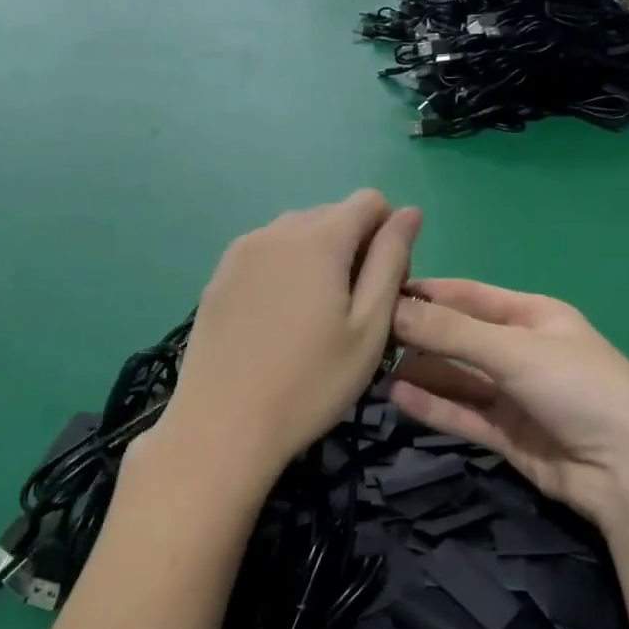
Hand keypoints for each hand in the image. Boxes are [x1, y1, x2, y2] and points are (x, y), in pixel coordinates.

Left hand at [148, 191, 420, 507]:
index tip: (383, 287)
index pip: (370, 201)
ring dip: (319, 258)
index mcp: (318, 238)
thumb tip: (410, 212)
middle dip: (355, 246)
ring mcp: (240, 251)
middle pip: (332, 215)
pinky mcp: (218, 276)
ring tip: (314, 317)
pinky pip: (266, 253)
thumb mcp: (369, 327)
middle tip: (353, 310)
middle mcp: (276, 230)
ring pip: (297, 234)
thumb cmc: (310, 383)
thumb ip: (391, 260)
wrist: (221, 427)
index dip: (389, 235)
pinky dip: (285, 271)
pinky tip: (279, 322)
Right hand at [389, 280, 628, 532]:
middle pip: (459, 338)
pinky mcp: (508, 435)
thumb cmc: (578, 387)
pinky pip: (463, 414)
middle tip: (367, 338)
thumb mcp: (514, 350)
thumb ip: (451, 332)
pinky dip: (433, 406)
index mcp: (533, 316)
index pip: (469, 296)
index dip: (427, 293)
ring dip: (421, 373)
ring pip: (458, 379)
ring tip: (373, 369)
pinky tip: (397, 397)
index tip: (380, 291)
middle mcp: (521, 352)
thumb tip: (391, 308)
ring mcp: (515, 395)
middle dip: (419, 336)